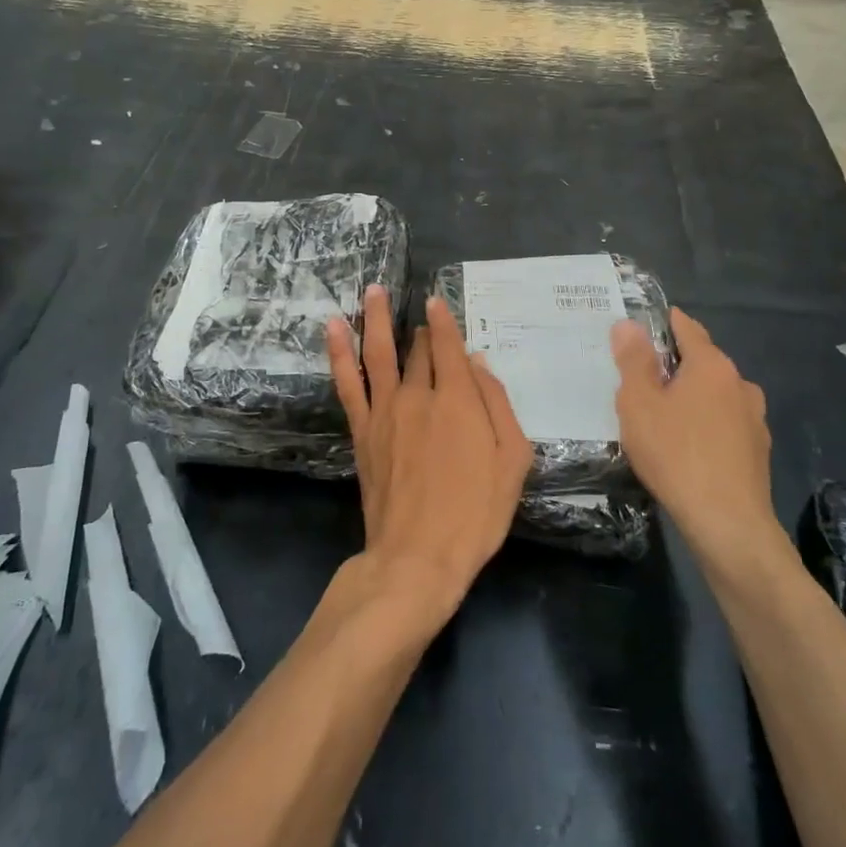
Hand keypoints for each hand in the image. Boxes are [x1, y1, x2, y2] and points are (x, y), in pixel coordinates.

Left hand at [328, 289, 532, 622]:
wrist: (417, 557)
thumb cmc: (475, 512)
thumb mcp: (512, 460)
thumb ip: (497, 403)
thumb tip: (477, 362)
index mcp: (458, 399)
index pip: (449, 345)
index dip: (444, 319)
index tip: (437, 298)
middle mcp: (418, 394)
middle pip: (419, 348)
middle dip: (422, 328)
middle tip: (421, 312)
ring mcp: (385, 410)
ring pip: (378, 351)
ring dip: (375, 318)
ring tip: (372, 290)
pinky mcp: (362, 430)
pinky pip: (348, 381)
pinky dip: (339, 351)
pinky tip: (333, 328)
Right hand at [611, 308, 775, 558]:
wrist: (728, 523)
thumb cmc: (676, 454)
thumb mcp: (639, 404)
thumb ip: (634, 361)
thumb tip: (628, 324)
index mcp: (711, 365)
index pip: (688, 328)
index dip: (667, 322)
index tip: (648, 323)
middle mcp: (739, 383)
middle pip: (704, 361)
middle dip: (677, 363)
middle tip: (645, 375)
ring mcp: (755, 418)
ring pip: (718, 394)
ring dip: (695, 396)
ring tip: (667, 413)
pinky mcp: (758, 450)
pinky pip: (727, 423)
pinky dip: (708, 423)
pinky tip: (691, 445)